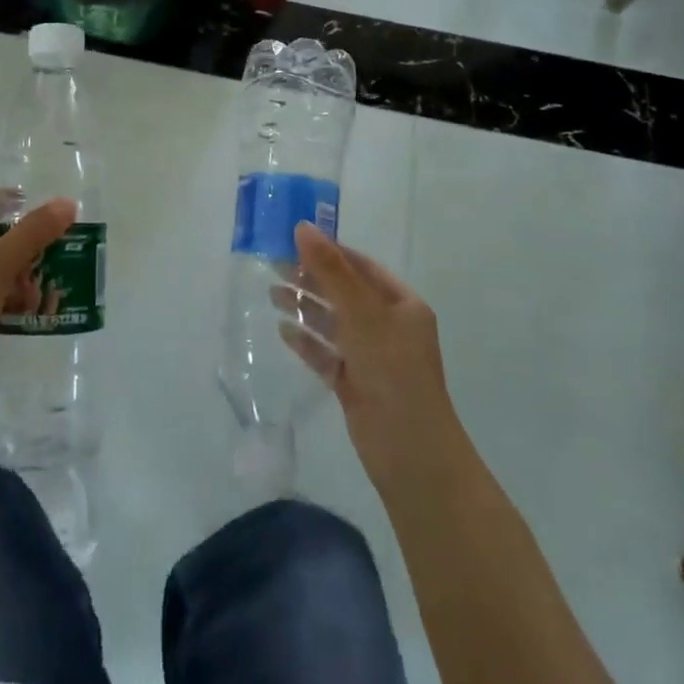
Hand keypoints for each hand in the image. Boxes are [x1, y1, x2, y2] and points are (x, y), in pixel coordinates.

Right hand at [291, 223, 459, 484]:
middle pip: (344, 292)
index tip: (293, 239)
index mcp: (402, 305)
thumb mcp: (362, 314)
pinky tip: (283, 331)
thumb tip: (302, 227)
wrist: (411, 456)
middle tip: (273, 265)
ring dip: (305, 307)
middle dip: (311, 279)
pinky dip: (307, 341)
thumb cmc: (393, 373)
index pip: (361, 266)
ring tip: (271, 294)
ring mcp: (371, 357)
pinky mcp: (355, 384)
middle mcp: (388, 326)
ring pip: (333, 323)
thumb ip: (331, 271)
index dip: (329, 251)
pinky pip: (327, 354)